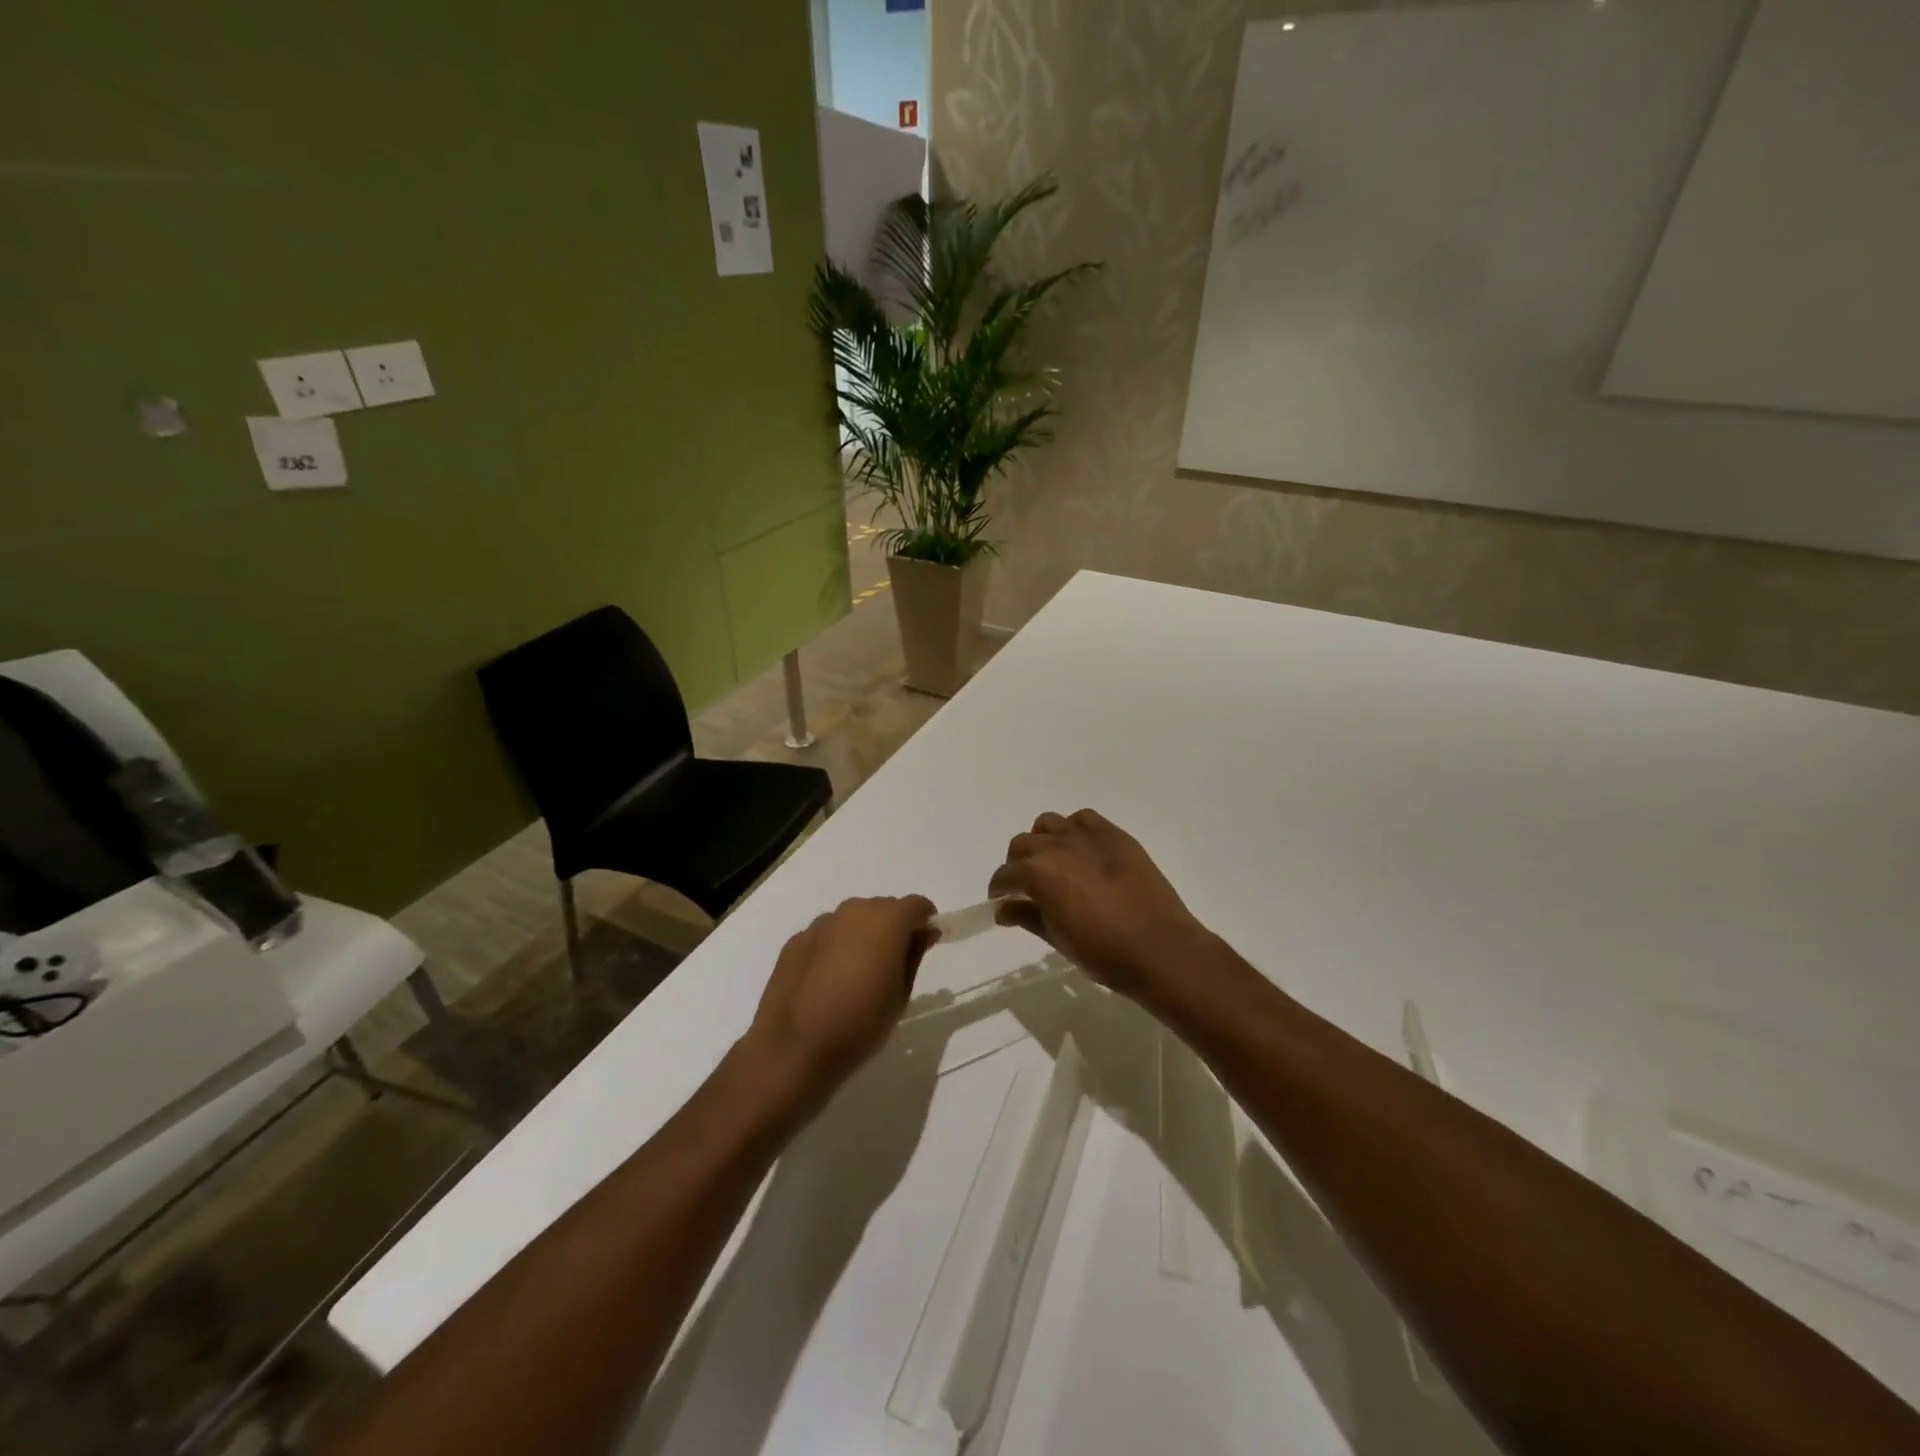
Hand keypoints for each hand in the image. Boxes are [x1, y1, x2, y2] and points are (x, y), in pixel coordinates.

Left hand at [746, 896, 936, 1098]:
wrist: (794, 1048)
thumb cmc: (860, 1024)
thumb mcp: (901, 994)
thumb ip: (915, 954)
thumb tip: (925, 932)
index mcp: (886, 921)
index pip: (916, 905)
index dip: (925, 921)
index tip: (926, 943)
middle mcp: (853, 911)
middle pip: (883, 908)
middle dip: (893, 928)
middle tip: (892, 964)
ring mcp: (821, 923)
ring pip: (853, 919)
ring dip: (862, 936)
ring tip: (858, 974)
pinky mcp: (796, 940)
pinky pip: (827, 935)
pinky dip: (835, 948)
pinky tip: (828, 980)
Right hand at [987, 809, 1210, 1000]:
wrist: (1159, 948)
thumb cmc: (1103, 952)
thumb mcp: (1057, 939)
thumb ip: (1027, 917)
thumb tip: (1003, 909)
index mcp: (1038, 873)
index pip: (1005, 875)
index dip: (1000, 889)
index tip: (1002, 901)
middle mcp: (1057, 846)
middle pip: (1023, 844)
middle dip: (1018, 865)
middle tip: (1027, 887)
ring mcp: (1087, 836)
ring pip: (1049, 824)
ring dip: (1043, 841)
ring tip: (1054, 863)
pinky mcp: (1114, 835)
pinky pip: (1083, 820)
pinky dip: (1074, 830)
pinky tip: (1082, 852)